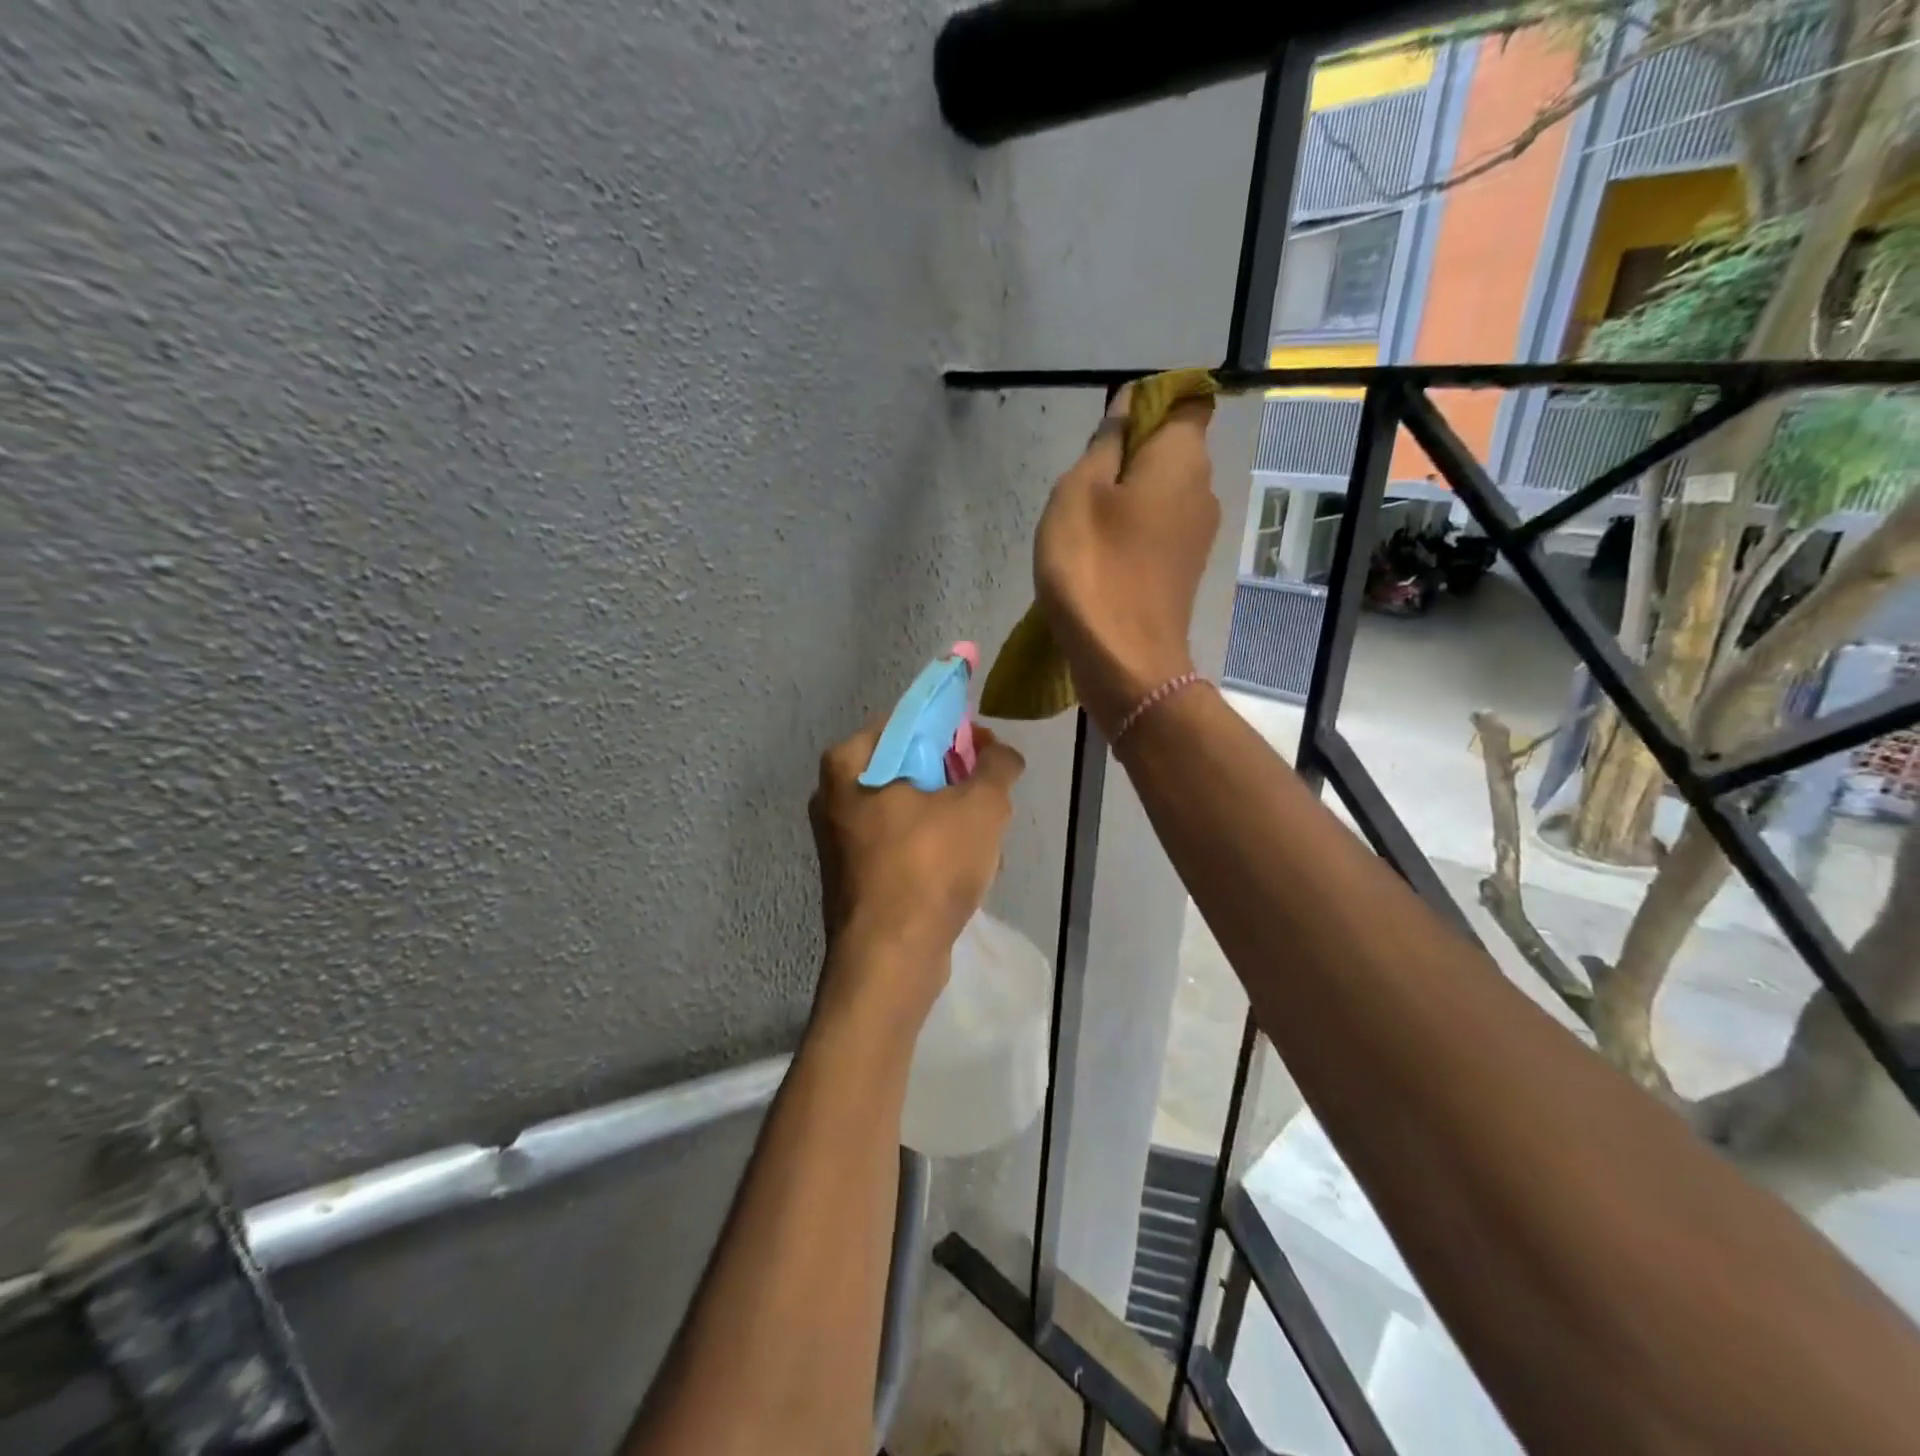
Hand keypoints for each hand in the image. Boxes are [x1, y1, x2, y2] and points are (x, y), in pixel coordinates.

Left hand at [809, 719, 1025, 1018]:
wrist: (891, 960)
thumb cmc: (929, 867)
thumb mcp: (981, 806)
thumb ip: (998, 766)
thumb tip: (1002, 753)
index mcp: (847, 764)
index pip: (907, 723)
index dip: (952, 729)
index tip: (984, 750)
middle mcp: (832, 797)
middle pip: (909, 768)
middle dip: (955, 782)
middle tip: (988, 797)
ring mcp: (840, 841)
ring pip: (910, 811)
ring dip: (950, 820)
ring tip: (983, 842)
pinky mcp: (854, 877)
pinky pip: (902, 846)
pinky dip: (933, 851)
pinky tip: (964, 873)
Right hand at [1033, 385, 1218, 737]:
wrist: (1123, 660)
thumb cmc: (1093, 566)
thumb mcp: (1078, 492)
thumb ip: (1105, 442)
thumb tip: (1127, 406)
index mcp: (1183, 457)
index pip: (1186, 400)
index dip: (1150, 402)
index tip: (1109, 428)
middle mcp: (1204, 489)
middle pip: (1171, 448)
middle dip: (1129, 453)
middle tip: (1083, 481)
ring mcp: (1198, 534)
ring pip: (1162, 492)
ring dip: (1126, 496)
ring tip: (1085, 523)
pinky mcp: (1183, 569)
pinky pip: (1159, 529)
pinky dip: (1132, 530)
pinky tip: (1100, 554)